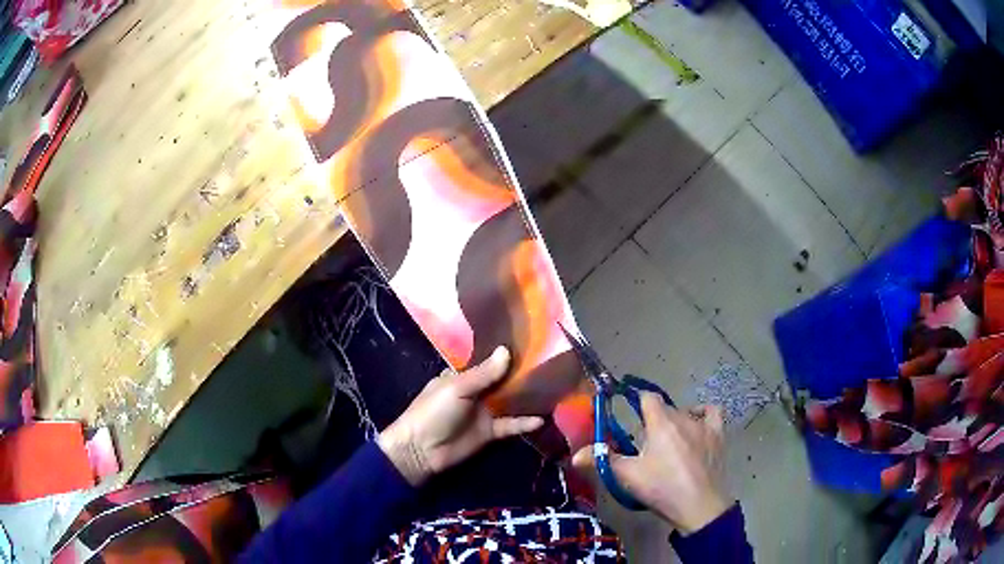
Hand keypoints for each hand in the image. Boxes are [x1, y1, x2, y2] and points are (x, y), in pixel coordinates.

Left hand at [377, 346, 544, 485]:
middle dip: (521, 375)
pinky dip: (524, 423)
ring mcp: (483, 413)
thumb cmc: (433, 412)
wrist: (421, 450)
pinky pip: (510, 425)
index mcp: (461, 377)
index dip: (504, 355)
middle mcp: (475, 392)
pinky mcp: (490, 433)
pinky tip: (541, 419)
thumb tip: (507, 350)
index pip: (486, 362)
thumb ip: (484, 373)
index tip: (530, 344)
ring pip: (509, 402)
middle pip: (502, 382)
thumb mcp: (457, 388)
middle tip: (550, 364)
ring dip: (526, 398)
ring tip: (552, 388)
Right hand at [574, 393, 731, 534]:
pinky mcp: (718, 435)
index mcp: (661, 422)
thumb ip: (603, 460)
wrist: (699, 506)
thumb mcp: (628, 476)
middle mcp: (683, 417)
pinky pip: (712, 413)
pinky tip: (697, 426)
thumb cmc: (661, 488)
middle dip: (653, 421)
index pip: (647, 398)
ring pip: (685, 413)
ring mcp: (704, 425)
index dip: (636, 401)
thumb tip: (575, 455)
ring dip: (675, 422)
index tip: (627, 412)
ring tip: (670, 442)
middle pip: (665, 409)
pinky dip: (703, 415)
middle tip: (644, 444)